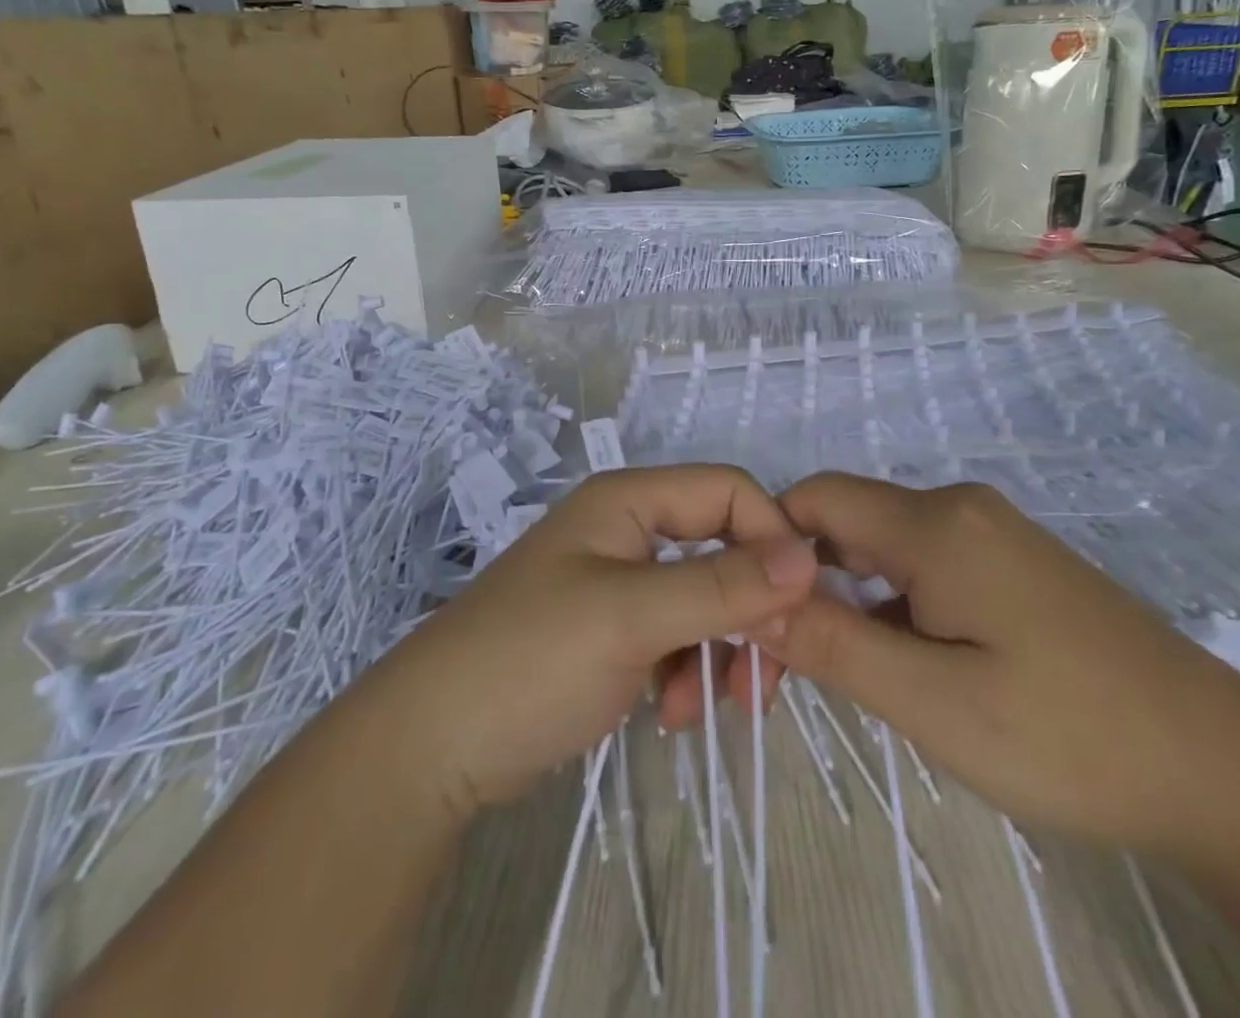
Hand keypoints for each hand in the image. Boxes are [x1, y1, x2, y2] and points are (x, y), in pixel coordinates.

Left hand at [359, 465, 818, 817]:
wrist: (431, 747)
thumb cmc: (530, 661)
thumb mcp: (632, 618)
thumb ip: (721, 586)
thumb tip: (808, 557)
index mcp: (628, 501)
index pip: (728, 491)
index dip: (770, 538)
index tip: (796, 609)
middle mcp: (627, 530)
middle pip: (721, 547)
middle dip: (749, 609)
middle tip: (762, 677)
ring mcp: (618, 582)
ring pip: (704, 598)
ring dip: (719, 650)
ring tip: (706, 706)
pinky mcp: (611, 631)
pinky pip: (676, 635)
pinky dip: (686, 670)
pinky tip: (669, 713)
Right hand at [757, 472, 1239, 853]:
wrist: (1225, 770)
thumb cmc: (1072, 738)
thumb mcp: (935, 704)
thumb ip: (834, 645)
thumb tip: (750, 602)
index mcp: (936, 524)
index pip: (815, 499)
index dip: (767, 546)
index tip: (750, 619)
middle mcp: (958, 508)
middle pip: (845, 523)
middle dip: (802, 584)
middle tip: (779, 670)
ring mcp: (990, 533)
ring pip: (882, 547)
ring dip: (845, 600)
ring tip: (834, 676)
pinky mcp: (1010, 563)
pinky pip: (922, 565)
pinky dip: (890, 606)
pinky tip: (901, 665)